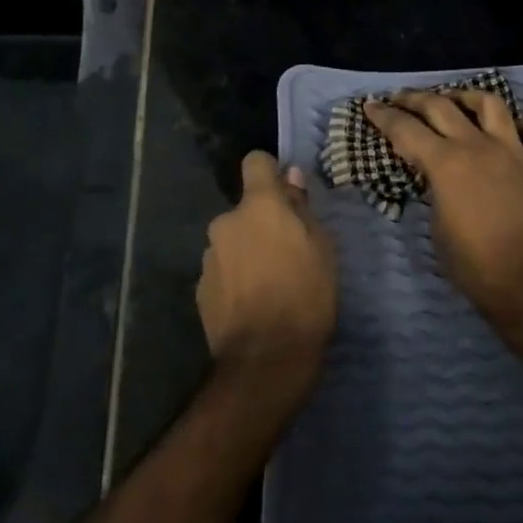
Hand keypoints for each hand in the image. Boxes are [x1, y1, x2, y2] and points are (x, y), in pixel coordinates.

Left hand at [198, 152, 337, 392]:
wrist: (265, 360)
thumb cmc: (306, 297)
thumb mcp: (322, 249)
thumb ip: (302, 210)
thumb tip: (291, 180)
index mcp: (258, 207)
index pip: (256, 162)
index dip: (271, 172)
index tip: (285, 193)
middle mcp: (226, 223)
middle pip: (245, 210)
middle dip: (261, 224)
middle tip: (286, 253)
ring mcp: (209, 256)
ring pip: (232, 242)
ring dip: (246, 252)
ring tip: (269, 285)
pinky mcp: (200, 288)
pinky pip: (222, 270)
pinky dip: (235, 279)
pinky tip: (252, 305)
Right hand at [363, 91, 522, 319]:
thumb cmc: (476, 266)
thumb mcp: (438, 229)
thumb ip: (434, 192)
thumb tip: (437, 179)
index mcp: (446, 163)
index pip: (406, 130)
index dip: (384, 117)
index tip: (370, 106)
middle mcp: (478, 146)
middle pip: (441, 106)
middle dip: (415, 99)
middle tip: (399, 98)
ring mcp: (514, 151)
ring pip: (490, 104)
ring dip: (467, 96)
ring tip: (455, 100)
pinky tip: (513, 131)